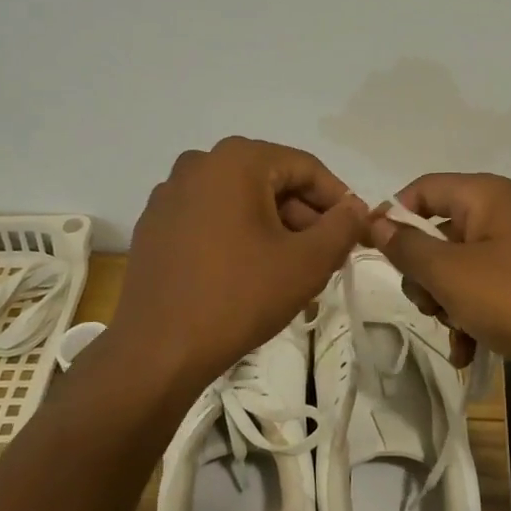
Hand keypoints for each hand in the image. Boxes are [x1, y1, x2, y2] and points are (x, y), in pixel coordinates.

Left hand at [111, 138, 367, 393]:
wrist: (159, 350)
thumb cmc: (239, 296)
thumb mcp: (307, 262)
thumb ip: (342, 227)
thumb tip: (356, 208)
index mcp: (237, 160)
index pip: (305, 168)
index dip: (338, 199)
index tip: (355, 232)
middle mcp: (199, 163)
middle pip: (271, 180)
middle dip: (304, 216)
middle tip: (327, 255)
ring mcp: (170, 194)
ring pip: (240, 200)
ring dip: (273, 226)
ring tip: (293, 268)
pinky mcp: (154, 225)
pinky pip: (210, 217)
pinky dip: (237, 234)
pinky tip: (249, 272)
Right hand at [367, 173, 510, 395]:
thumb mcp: (449, 273)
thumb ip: (406, 246)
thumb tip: (374, 220)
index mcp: (484, 195)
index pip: (422, 189)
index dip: (394, 217)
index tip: (375, 252)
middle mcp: (499, 214)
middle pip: (436, 232)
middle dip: (423, 274)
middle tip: (430, 300)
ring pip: (454, 268)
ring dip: (444, 303)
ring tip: (456, 330)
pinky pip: (479, 293)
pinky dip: (468, 319)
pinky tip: (466, 352)